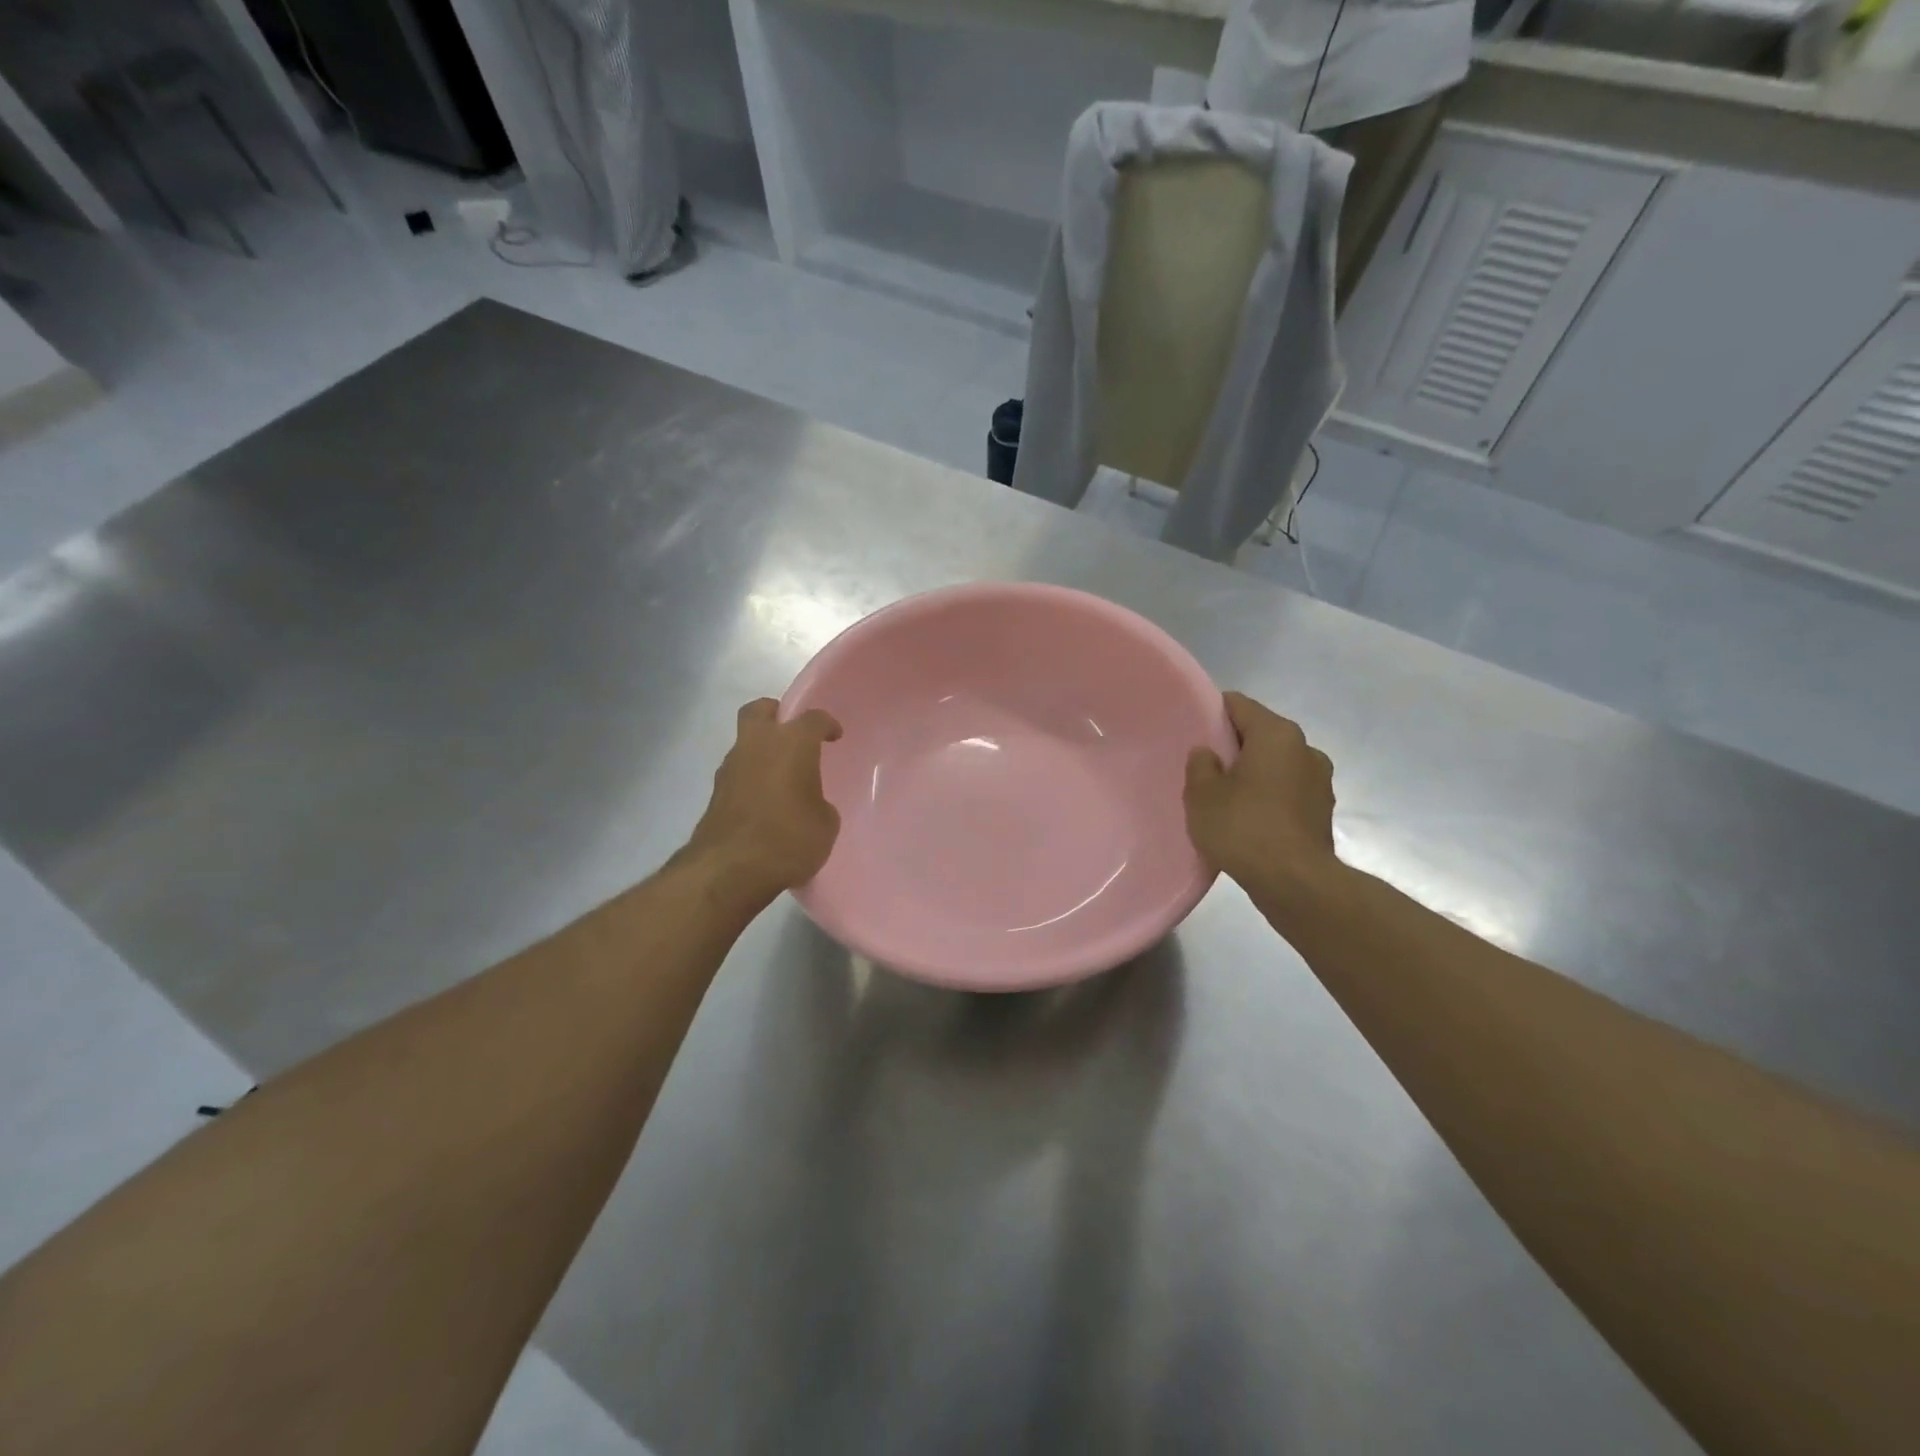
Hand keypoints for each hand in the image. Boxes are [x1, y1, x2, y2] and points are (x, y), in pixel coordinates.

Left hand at [683, 699, 842, 901]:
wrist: (729, 869)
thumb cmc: (788, 839)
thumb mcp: (825, 825)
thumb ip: (819, 804)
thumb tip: (809, 804)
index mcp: (791, 743)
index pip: (812, 718)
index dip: (826, 724)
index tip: (834, 735)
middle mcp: (757, 745)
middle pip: (761, 710)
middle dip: (776, 714)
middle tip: (792, 732)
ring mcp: (730, 768)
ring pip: (745, 742)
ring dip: (761, 750)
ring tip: (780, 776)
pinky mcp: (715, 793)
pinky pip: (738, 773)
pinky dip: (751, 778)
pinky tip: (764, 802)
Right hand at [1184, 692, 1337, 891]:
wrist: (1295, 883)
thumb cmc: (1244, 828)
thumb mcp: (1202, 794)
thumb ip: (1200, 765)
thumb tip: (1208, 754)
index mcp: (1277, 734)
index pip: (1239, 705)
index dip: (1213, 713)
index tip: (1193, 729)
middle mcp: (1305, 749)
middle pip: (1260, 735)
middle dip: (1234, 747)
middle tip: (1204, 768)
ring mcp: (1320, 781)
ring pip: (1276, 765)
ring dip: (1254, 775)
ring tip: (1225, 798)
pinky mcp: (1323, 812)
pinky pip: (1287, 792)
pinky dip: (1268, 798)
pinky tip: (1248, 820)